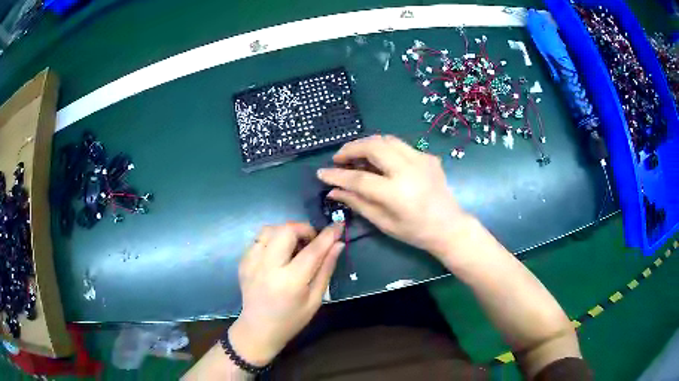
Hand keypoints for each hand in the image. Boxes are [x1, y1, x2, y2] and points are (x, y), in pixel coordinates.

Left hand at [229, 222, 343, 365]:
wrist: (258, 328)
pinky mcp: (243, 261)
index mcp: (290, 282)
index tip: (338, 226)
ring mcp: (251, 262)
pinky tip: (279, 253)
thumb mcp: (315, 299)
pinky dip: (273, 239)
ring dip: (286, 231)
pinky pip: (259, 239)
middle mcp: (268, 267)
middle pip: (286, 231)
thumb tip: (337, 245)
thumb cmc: (291, 319)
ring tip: (295, 245)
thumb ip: (326, 269)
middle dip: (304, 228)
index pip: (312, 250)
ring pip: (270, 229)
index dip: (327, 235)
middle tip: (312, 240)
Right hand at [317, 135, 470, 257]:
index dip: (337, 175)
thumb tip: (333, 191)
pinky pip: (400, 146)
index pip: (359, 178)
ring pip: (386, 139)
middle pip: (373, 146)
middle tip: (339, 159)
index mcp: (396, 193)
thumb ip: (358, 203)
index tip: (321, 173)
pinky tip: (381, 162)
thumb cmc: (415, 231)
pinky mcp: (428, 156)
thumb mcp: (384, 223)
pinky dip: (385, 149)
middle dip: (350, 149)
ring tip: (356, 155)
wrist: (449, 226)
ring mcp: (421, 159)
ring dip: (367, 144)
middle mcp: (408, 170)